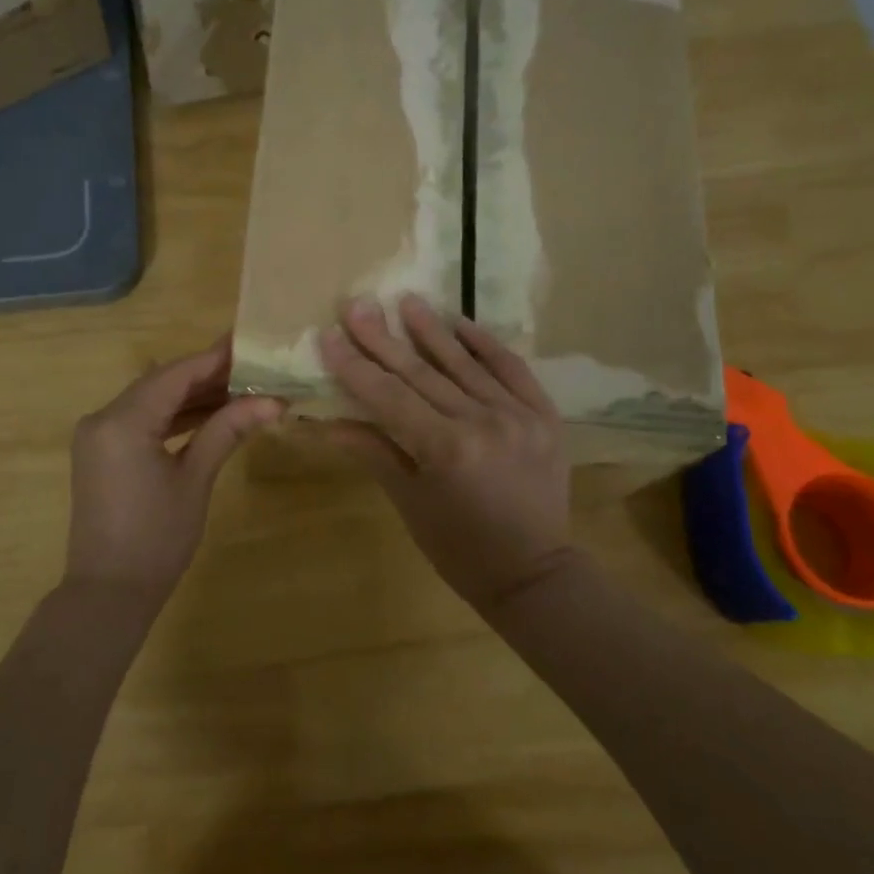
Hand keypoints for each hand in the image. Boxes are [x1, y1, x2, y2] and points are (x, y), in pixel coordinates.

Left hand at [64, 337, 282, 604]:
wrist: (108, 592)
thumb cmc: (157, 539)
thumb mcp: (195, 480)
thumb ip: (227, 430)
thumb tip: (273, 401)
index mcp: (123, 421)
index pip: (175, 375)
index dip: (214, 359)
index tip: (250, 344)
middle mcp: (102, 418)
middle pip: (161, 383)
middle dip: (206, 376)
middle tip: (253, 369)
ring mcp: (97, 435)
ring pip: (150, 401)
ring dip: (191, 397)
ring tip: (239, 390)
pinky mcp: (101, 452)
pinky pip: (140, 421)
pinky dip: (172, 417)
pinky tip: (207, 415)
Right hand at [321, 295, 575, 609]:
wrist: (534, 573)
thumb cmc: (459, 548)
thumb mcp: (410, 503)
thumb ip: (374, 452)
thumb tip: (329, 420)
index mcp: (445, 449)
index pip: (389, 396)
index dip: (355, 365)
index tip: (329, 335)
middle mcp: (482, 422)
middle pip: (422, 372)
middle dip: (383, 338)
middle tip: (357, 304)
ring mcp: (518, 414)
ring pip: (465, 363)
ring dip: (432, 330)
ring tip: (405, 299)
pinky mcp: (544, 415)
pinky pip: (512, 369)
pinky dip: (485, 344)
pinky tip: (461, 322)